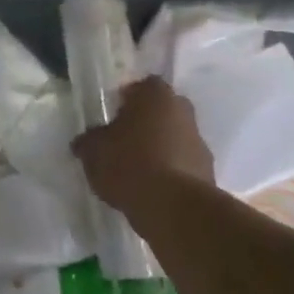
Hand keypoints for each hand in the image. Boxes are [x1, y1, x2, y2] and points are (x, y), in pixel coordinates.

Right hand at [73, 75, 216, 215]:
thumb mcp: (93, 150)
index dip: (127, 98)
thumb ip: (89, 140)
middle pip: (162, 110)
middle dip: (145, 122)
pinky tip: (151, 188)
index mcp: (156, 96)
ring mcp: (199, 143)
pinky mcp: (208, 172)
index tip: (113, 114)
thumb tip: (85, 141)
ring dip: (159, 147)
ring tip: (135, 169)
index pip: (142, 86)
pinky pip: (182, 164)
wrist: (172, 207)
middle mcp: (183, 112)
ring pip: (174, 137)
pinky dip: (169, 171)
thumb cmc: (129, 163)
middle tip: (123, 139)